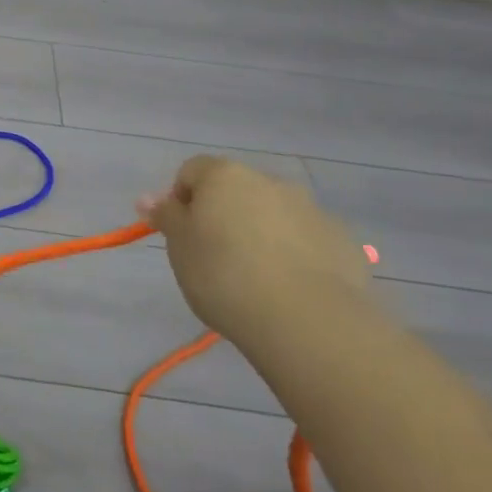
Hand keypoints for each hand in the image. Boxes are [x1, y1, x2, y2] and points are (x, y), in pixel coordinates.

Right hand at [138, 156, 372, 340]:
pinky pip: (306, 239)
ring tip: (253, 279)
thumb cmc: (224, 276)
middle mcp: (270, 181)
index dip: (180, 199)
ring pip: (273, 214)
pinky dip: (294, 254)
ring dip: (260, 233)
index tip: (180, 235)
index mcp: (225, 176)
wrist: (307, 320)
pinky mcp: (342, 241)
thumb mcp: (179, 247)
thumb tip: (149, 198)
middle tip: (212, 258)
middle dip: (223, 215)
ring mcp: (312, 209)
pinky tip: (288, 289)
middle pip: (235, 190)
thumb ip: (166, 217)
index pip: (191, 171)